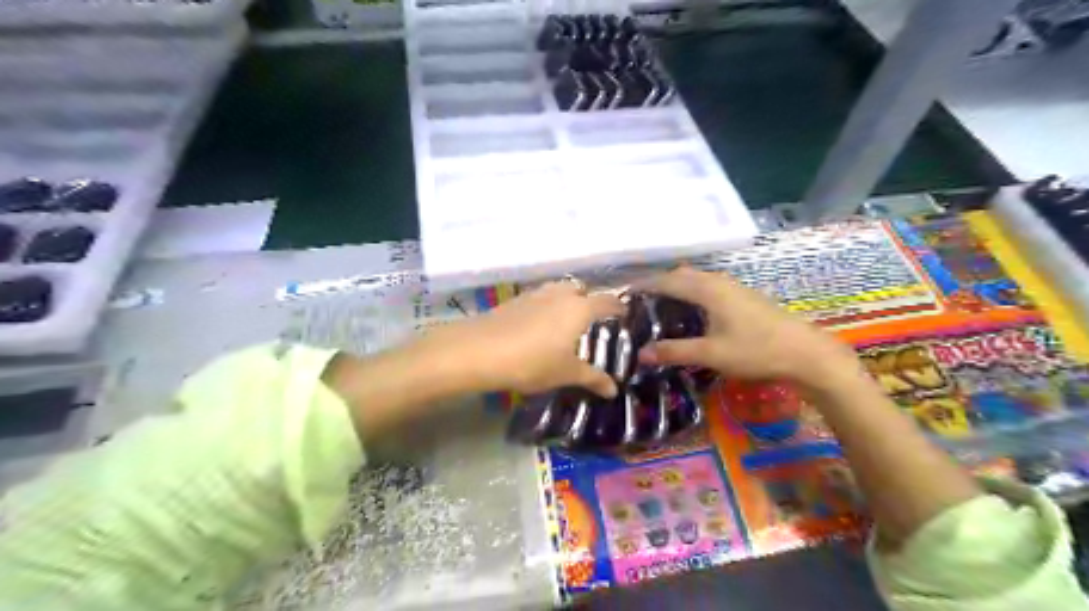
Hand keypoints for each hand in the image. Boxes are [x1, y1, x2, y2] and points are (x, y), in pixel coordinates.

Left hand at [433, 283, 619, 399]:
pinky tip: (538, 327)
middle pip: (581, 289)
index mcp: (579, 308)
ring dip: (566, 301)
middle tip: (591, 322)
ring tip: (564, 324)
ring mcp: (535, 294)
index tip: (624, 314)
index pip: (607, 301)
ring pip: (558, 291)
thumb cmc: (532, 362)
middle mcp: (560, 294)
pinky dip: (546, 307)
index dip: (618, 307)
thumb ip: (592, 378)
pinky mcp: (515, 300)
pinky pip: (540, 298)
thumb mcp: (566, 373)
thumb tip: (613, 390)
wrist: (479, 351)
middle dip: (589, 301)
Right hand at [639, 267, 859, 390]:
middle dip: (659, 284)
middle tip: (641, 303)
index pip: (667, 281)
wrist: (806, 353)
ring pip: (697, 279)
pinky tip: (692, 312)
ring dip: (677, 287)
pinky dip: (692, 293)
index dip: (645, 286)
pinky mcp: (744, 297)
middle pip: (682, 275)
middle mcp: (719, 281)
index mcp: (708, 289)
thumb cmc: (756, 351)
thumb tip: (641, 353)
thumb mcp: (711, 354)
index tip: (625, 294)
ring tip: (661, 306)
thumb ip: (675, 351)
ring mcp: (734, 287)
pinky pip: (709, 286)